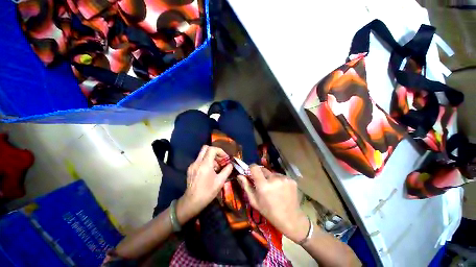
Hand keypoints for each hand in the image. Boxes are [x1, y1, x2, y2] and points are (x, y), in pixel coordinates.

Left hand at [177, 145, 232, 223]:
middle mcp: (197, 162)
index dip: (220, 151)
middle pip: (205, 148)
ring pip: (202, 154)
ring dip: (211, 157)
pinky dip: (206, 161)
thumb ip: (227, 170)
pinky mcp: (190, 169)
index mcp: (205, 164)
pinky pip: (200, 160)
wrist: (192, 202)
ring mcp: (192, 165)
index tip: (225, 158)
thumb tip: (231, 164)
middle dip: (215, 152)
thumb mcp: (220, 181)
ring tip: (216, 168)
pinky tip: (209, 171)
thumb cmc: (207, 192)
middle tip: (220, 159)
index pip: (212, 149)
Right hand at [237, 165, 309, 242]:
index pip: (255, 167)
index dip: (252, 168)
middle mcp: (274, 179)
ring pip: (273, 173)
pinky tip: (282, 190)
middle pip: (264, 170)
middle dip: (262, 175)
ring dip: (271, 178)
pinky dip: (279, 180)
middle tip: (264, 184)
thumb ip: (246, 187)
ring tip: (274, 189)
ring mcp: (284, 179)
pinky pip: (281, 176)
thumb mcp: (255, 201)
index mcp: (263, 186)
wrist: (291, 219)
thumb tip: (239, 175)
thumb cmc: (269, 212)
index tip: (252, 173)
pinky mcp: (291, 180)